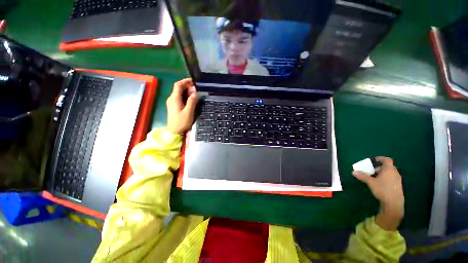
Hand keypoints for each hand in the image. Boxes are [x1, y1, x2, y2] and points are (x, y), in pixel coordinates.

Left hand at [166, 78, 197, 133]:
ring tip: (195, 93)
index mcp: (174, 98)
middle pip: (178, 88)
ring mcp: (171, 102)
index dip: (185, 81)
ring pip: (179, 93)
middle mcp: (171, 98)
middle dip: (187, 86)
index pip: (178, 85)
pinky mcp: (173, 106)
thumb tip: (195, 92)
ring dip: (186, 91)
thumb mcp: (188, 112)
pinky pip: (179, 97)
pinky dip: (185, 95)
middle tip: (197, 88)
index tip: (193, 81)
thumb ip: (192, 101)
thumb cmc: (181, 122)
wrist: (173, 131)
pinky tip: (190, 99)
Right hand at [353, 157, 403, 230]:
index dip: (381, 158)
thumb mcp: (370, 182)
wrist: (394, 202)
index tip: (375, 160)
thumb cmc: (382, 189)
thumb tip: (353, 171)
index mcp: (389, 169)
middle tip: (371, 171)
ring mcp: (397, 179)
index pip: (387, 160)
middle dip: (379, 168)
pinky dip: (385, 178)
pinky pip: (391, 178)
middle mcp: (395, 173)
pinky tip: (380, 184)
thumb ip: (362, 176)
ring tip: (374, 178)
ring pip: (389, 173)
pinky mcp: (398, 185)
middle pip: (387, 167)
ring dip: (382, 173)